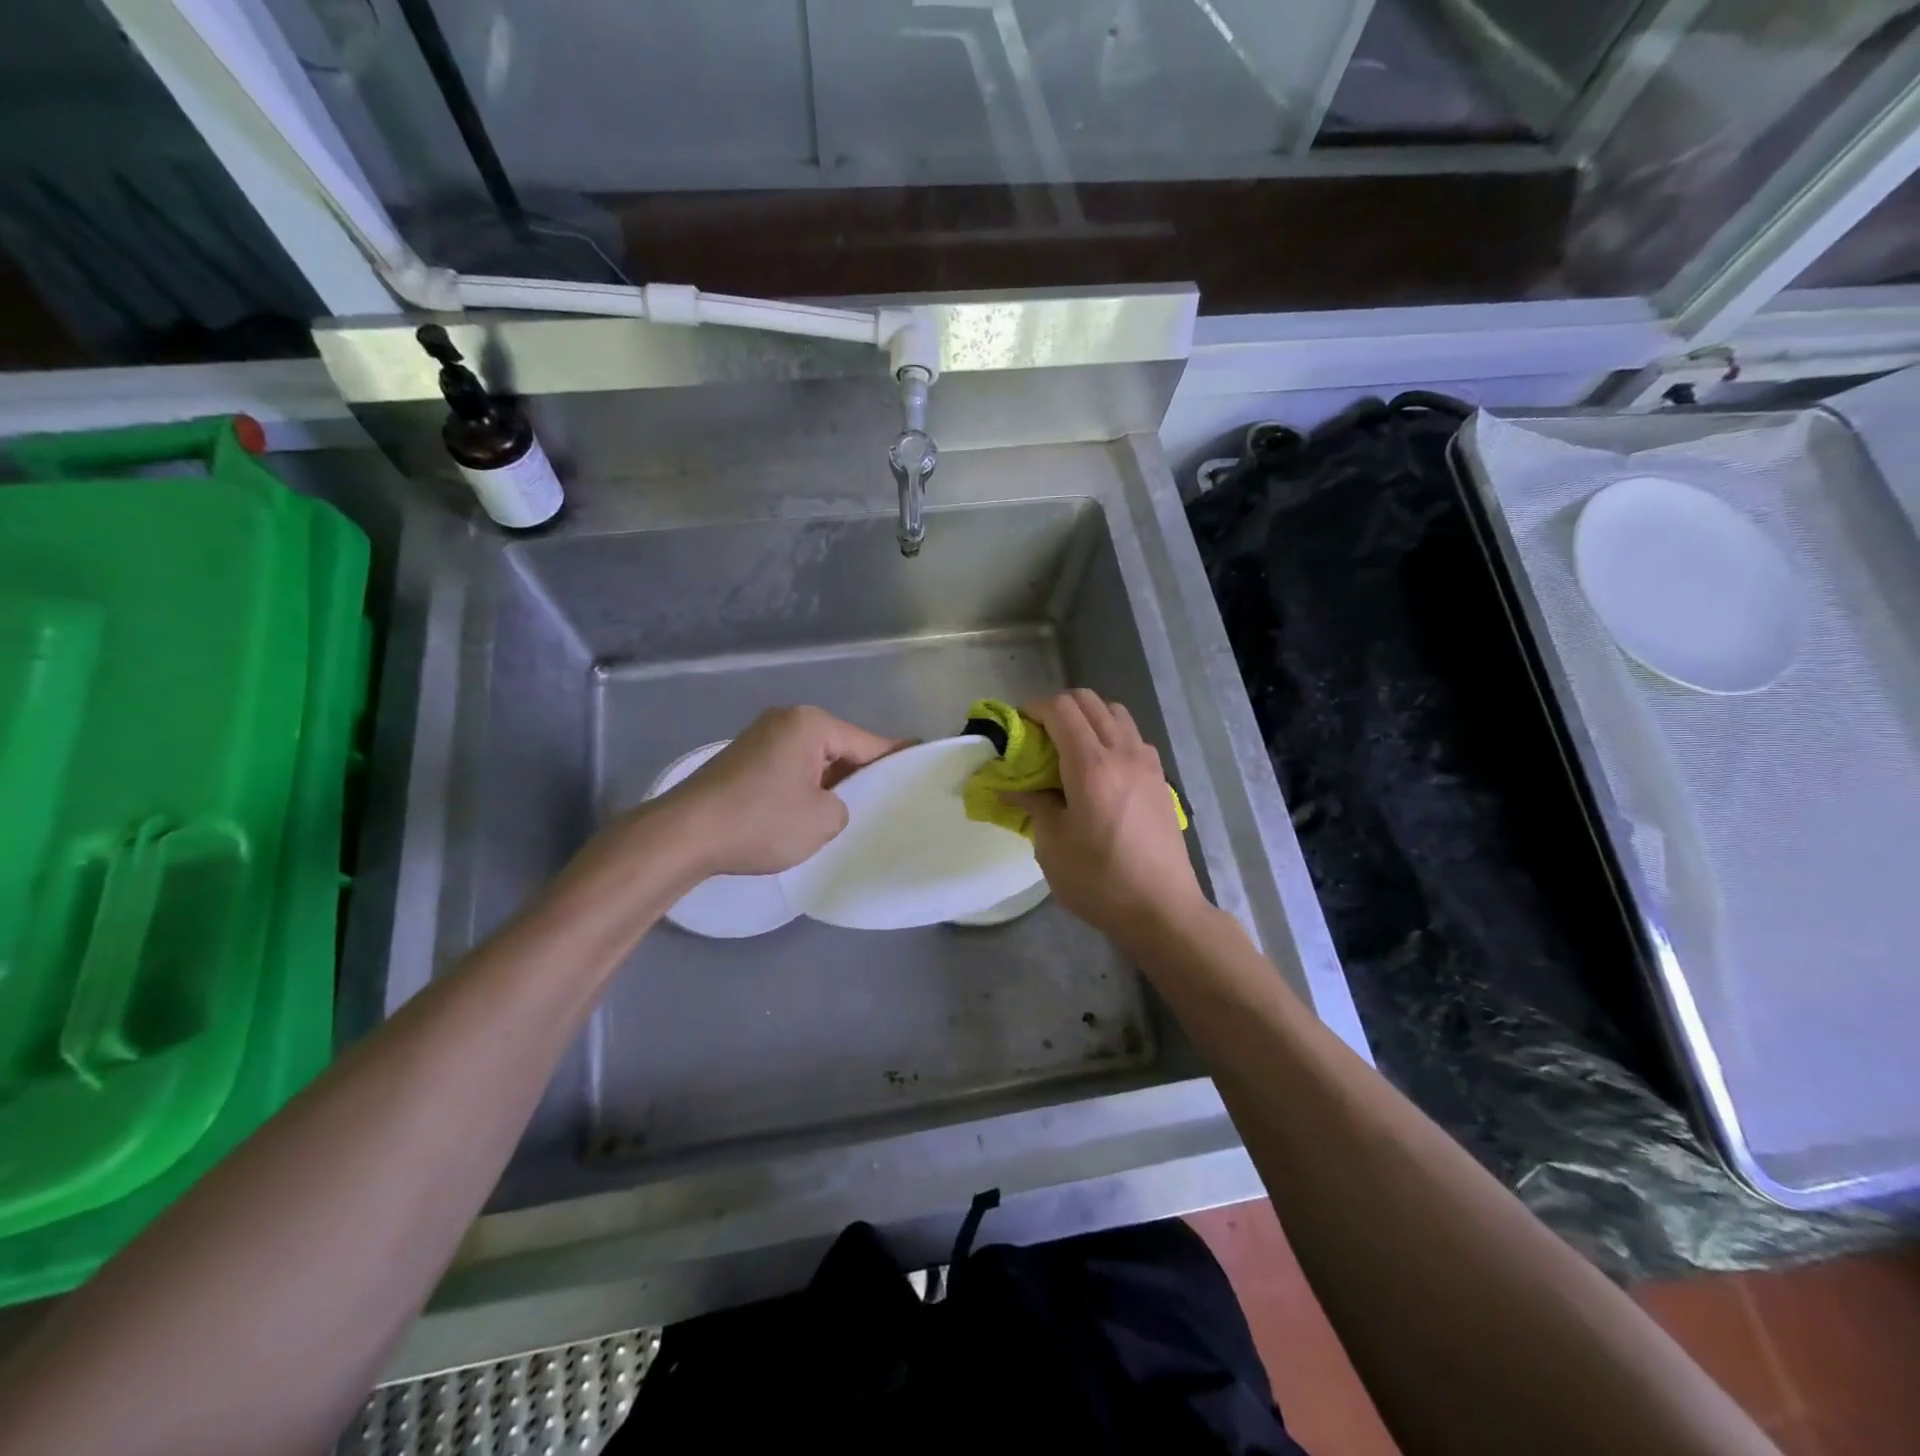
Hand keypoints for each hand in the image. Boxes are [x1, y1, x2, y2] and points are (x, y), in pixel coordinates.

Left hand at [657, 706, 908, 877]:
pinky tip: (809, 813)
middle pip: (839, 747)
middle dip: (859, 773)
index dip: (895, 757)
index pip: (866, 742)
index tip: (920, 758)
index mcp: (810, 724)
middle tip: (885, 799)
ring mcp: (759, 739)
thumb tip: (829, 803)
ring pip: (813, 761)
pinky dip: (803, 788)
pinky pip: (788, 770)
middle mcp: (785, 721)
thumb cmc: (762, 820)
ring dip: (829, 784)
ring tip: (850, 812)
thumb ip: (844, 806)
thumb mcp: (824, 820)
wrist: (685, 835)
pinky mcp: (741, 762)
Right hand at [1004, 690, 1206, 946]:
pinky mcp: (1160, 779)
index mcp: (1091, 765)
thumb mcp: (1052, 845)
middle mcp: (1122, 752)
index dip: (1034, 708)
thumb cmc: (1098, 879)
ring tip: (1070, 747)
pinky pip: (1133, 737)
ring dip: (1088, 718)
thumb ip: (1033, 805)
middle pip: (1090, 702)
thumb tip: (1011, 787)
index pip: (1061, 709)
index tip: (1017, 727)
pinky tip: (1100, 768)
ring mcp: (1147, 763)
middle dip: (1059, 708)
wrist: (1161, 909)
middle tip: (1038, 735)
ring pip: (1116, 713)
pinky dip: (1111, 735)